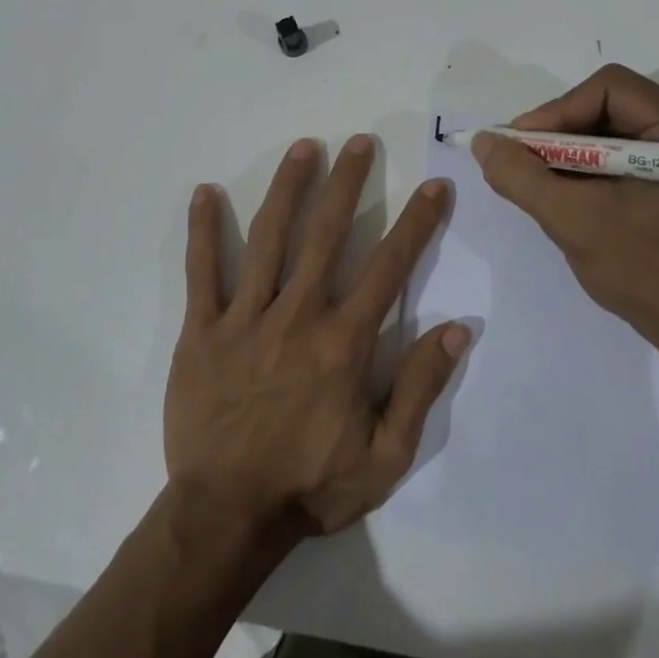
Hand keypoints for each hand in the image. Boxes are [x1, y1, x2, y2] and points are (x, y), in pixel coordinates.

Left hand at [165, 135, 469, 540]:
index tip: (434, 186)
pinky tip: (205, 192)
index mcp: (343, 343)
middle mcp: (297, 316)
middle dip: (348, 184)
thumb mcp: (385, 456)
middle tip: (360, 142)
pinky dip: (204, 230)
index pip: (389, 267)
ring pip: (269, 239)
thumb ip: (420, 388)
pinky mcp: (201, 331)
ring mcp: (245, 319)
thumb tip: (457, 329)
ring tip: (304, 147)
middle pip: (326, 235)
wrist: (227, 515)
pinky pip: (202, 272)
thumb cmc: (311, 485)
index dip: (416, 223)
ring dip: (288, 189)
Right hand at [471, 65, 658, 354]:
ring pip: (616, 129)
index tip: (519, 146)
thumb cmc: (646, 273)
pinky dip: (592, 167)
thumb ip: (521, 177)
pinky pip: (628, 153)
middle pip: (612, 105)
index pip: (609, 88)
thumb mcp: (573, 221)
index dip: (556, 111)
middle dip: (561, 132)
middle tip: (523, 162)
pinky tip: (569, 192)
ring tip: (540, 180)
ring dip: (572, 151)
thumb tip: (483, 141)